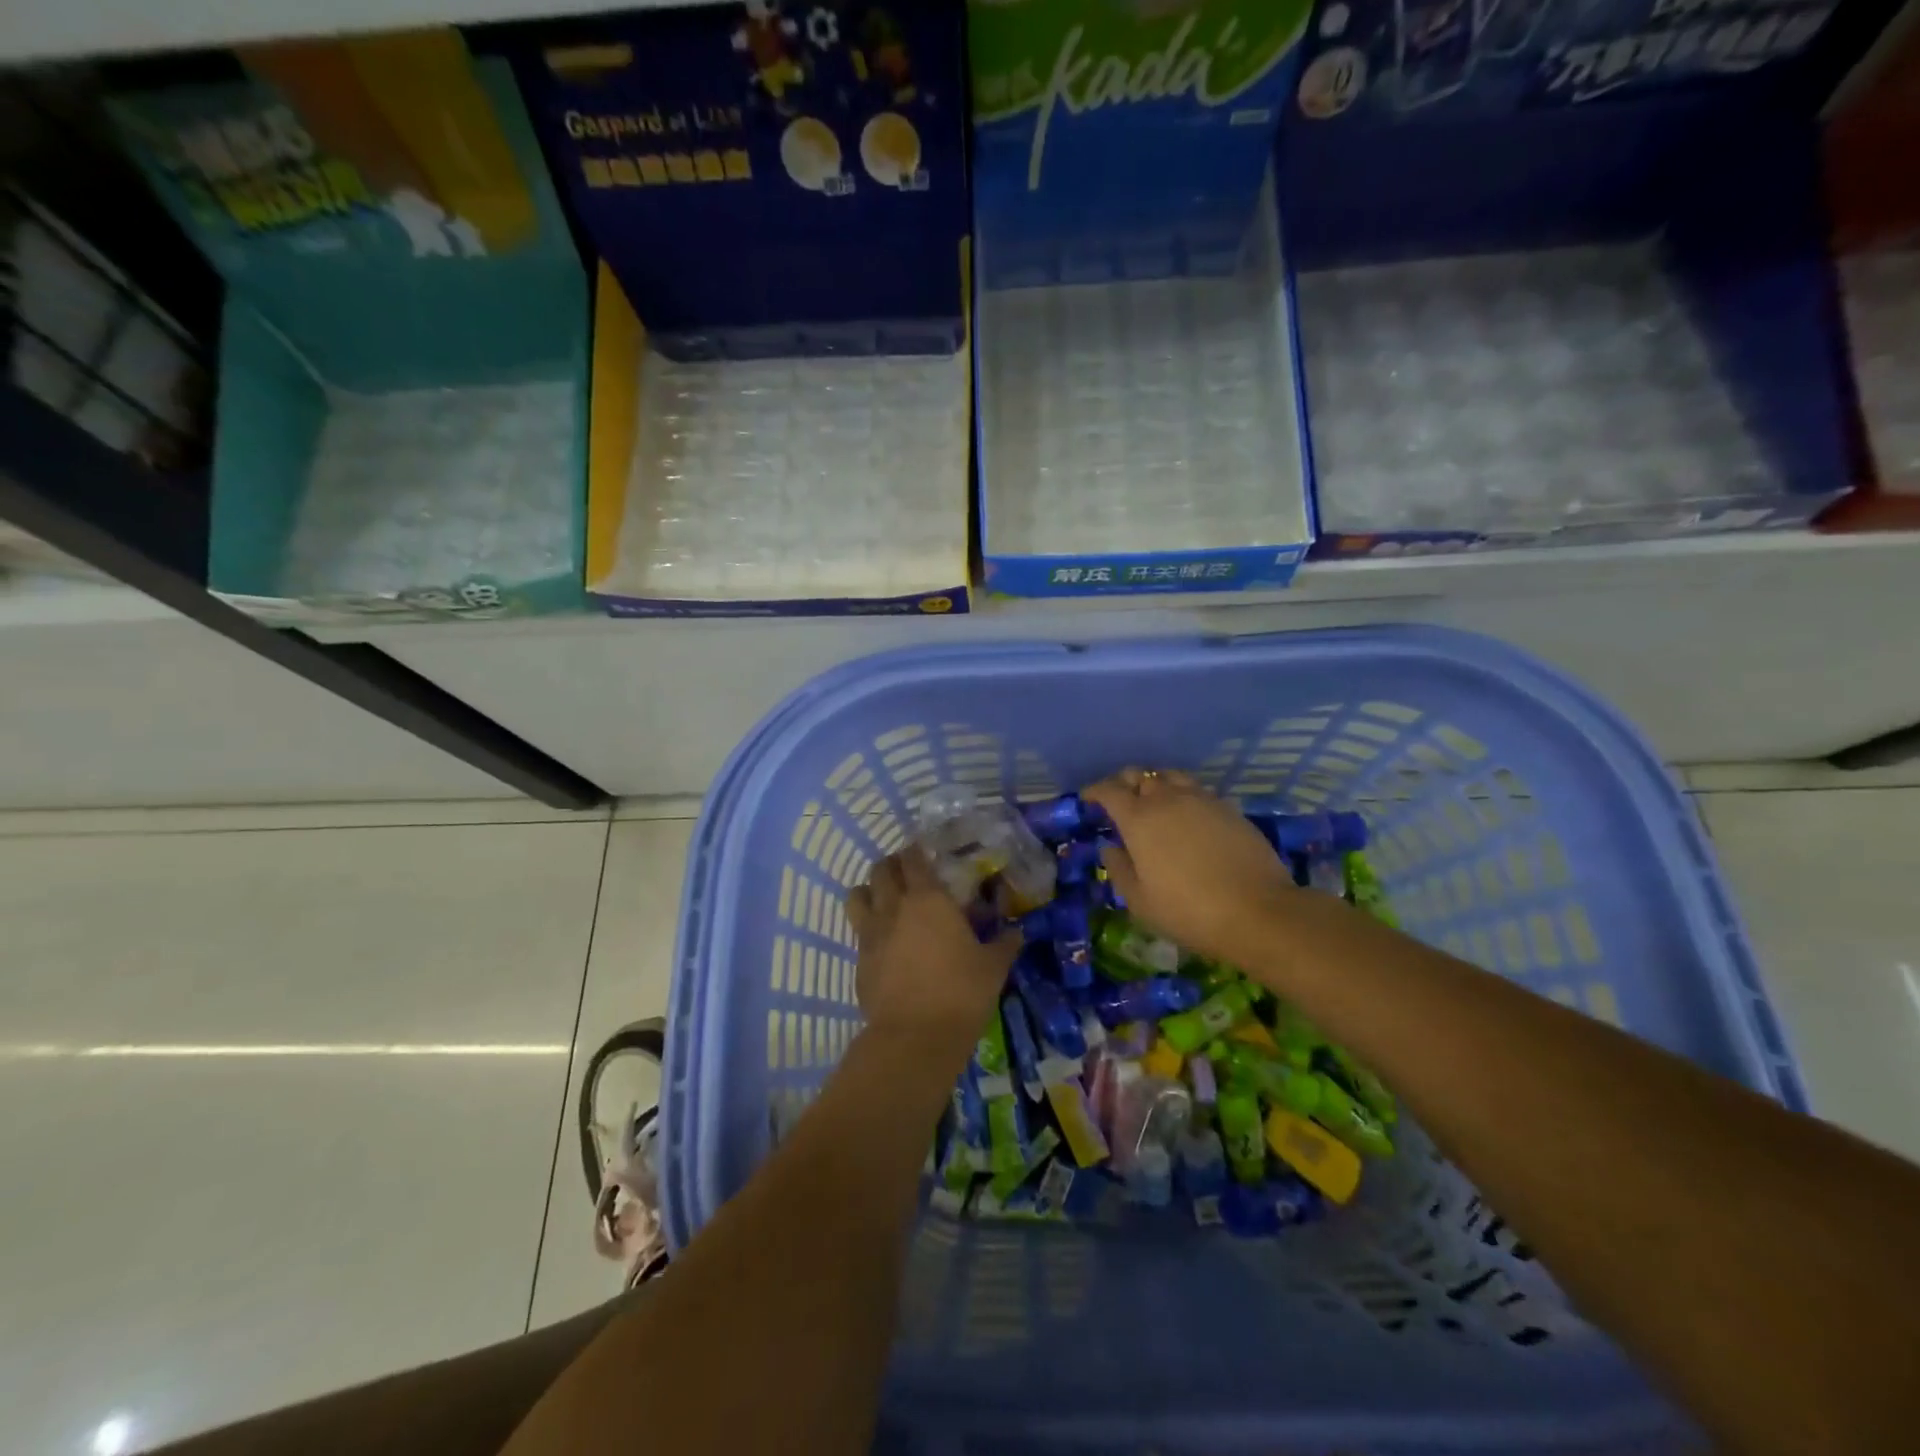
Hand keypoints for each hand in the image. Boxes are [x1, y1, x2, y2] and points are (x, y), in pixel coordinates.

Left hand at [847, 849, 1018, 1052]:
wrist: (915, 1037)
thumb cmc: (961, 992)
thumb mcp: (993, 967)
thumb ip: (1004, 943)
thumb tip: (1017, 932)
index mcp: (928, 899)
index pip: (914, 859)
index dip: (917, 852)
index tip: (925, 853)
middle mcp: (894, 907)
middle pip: (881, 869)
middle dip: (892, 866)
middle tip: (907, 874)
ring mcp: (871, 933)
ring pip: (857, 894)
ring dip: (870, 890)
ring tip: (885, 900)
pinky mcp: (858, 960)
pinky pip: (858, 931)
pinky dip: (868, 927)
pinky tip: (885, 942)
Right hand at [1085, 768, 1298, 969]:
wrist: (1258, 912)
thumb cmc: (1188, 911)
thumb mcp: (1139, 901)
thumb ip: (1119, 869)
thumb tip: (1110, 847)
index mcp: (1139, 819)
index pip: (1109, 791)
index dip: (1095, 791)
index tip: (1088, 800)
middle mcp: (1168, 799)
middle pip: (1141, 775)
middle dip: (1124, 783)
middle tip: (1119, 799)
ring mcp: (1202, 800)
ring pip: (1172, 776)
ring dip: (1156, 783)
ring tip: (1154, 801)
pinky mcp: (1229, 809)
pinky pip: (1198, 790)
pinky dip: (1184, 795)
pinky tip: (1187, 816)